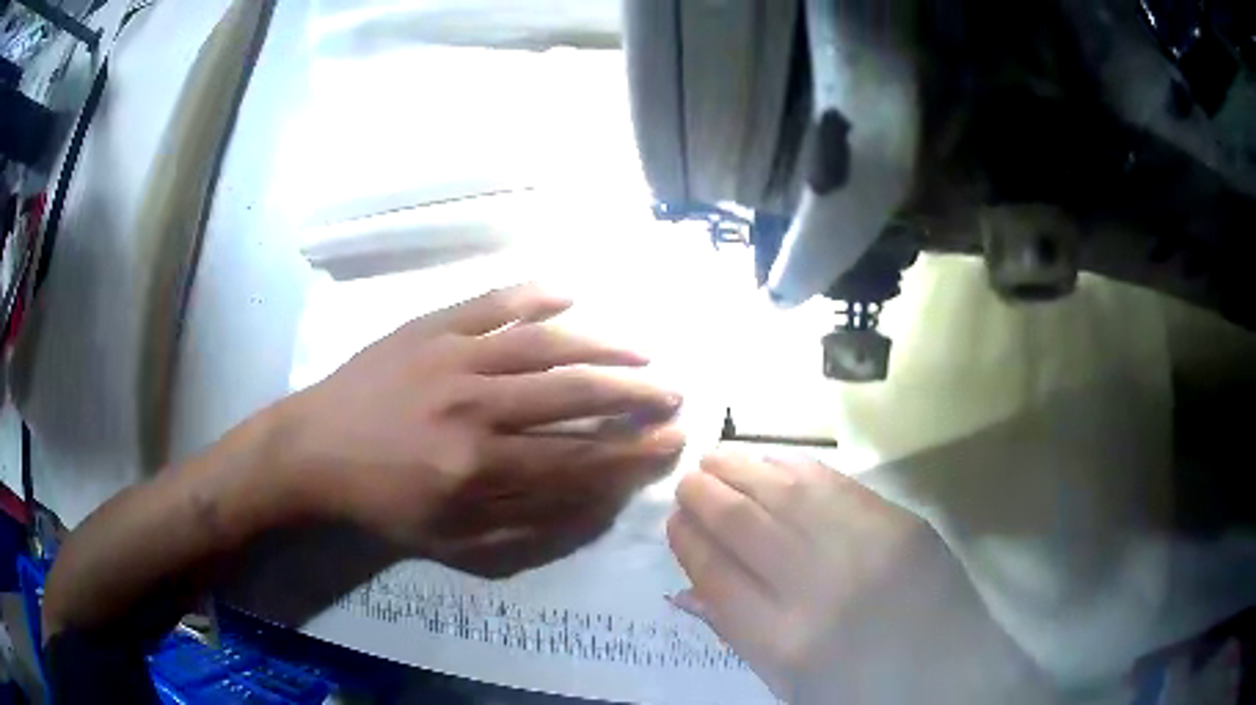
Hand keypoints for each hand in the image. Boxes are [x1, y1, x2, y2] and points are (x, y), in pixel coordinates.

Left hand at [278, 284, 684, 575]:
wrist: (315, 450)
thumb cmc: (382, 503)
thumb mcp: (452, 542)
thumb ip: (527, 529)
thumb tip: (592, 506)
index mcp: (479, 467)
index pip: (579, 458)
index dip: (632, 453)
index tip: (672, 443)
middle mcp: (476, 405)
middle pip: (575, 395)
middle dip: (635, 396)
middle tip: (673, 395)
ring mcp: (453, 355)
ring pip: (546, 344)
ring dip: (602, 347)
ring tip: (642, 352)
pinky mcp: (432, 326)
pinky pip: (493, 302)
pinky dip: (534, 295)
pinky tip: (570, 292)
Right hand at [668, 451, 1030, 703]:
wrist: (951, 675)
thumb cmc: (859, 690)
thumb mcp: (788, 683)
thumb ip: (736, 633)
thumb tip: (683, 590)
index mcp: (784, 642)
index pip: (715, 576)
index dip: (687, 542)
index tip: (674, 522)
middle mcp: (818, 589)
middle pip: (743, 526)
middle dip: (705, 496)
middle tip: (687, 481)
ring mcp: (865, 549)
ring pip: (784, 494)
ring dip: (741, 468)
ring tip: (715, 457)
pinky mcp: (901, 523)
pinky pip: (834, 485)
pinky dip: (793, 467)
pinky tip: (771, 459)